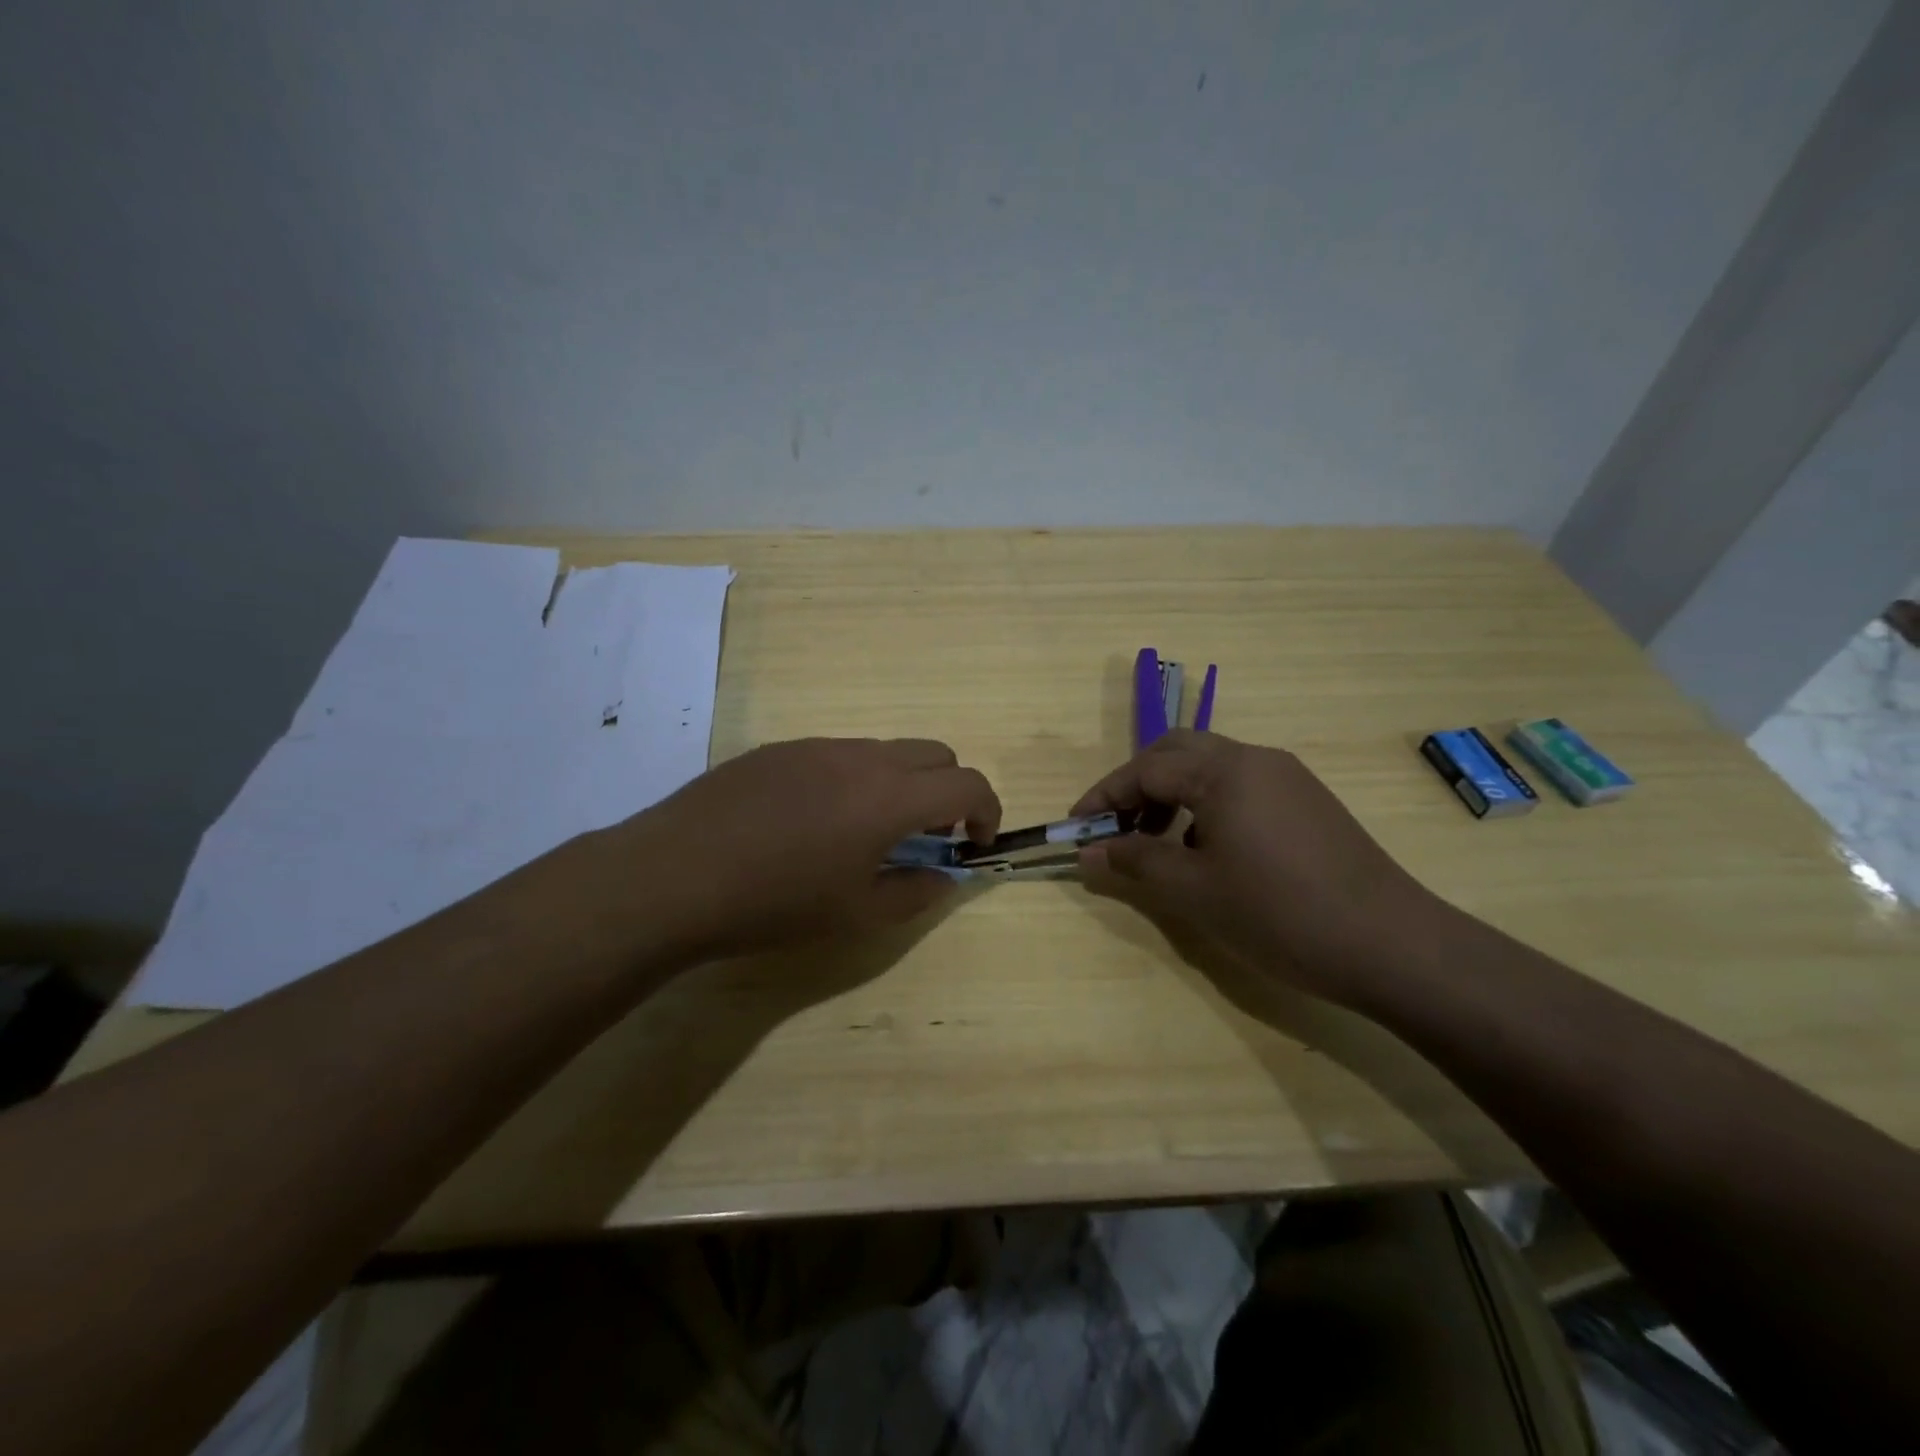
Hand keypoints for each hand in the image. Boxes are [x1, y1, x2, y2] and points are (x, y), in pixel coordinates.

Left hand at [602, 738, 1000, 962]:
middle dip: (948, 790)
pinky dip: (855, 779)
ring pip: (884, 750)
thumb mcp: (856, 914)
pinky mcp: (779, 748)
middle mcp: (861, 757)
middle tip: (928, 836)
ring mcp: (816, 746)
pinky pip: (838, 753)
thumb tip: (945, 876)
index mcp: (889, 796)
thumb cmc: (774, 903)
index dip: (987, 811)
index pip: (967, 783)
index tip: (975, 842)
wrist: (674, 876)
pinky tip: (814, 821)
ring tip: (866, 832)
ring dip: (900, 783)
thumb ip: (916, 892)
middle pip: (934, 753)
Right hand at [1071, 731, 1438, 1006]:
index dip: (1104, 796)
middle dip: (1138, 785)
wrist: (1392, 945)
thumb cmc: (1279, 913)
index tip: (1076, 827)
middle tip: (1117, 827)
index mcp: (1224, 770)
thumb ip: (1134, 862)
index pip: (1146, 768)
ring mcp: (1289, 778)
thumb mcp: (1193, 891)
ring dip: (1173, 795)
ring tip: (1160, 846)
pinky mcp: (1309, 802)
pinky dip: (1208, 807)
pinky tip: (1210, 854)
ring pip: (1211, 768)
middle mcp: (1256, 759)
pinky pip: (1242, 787)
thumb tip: (1086, 852)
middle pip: (1177, 752)